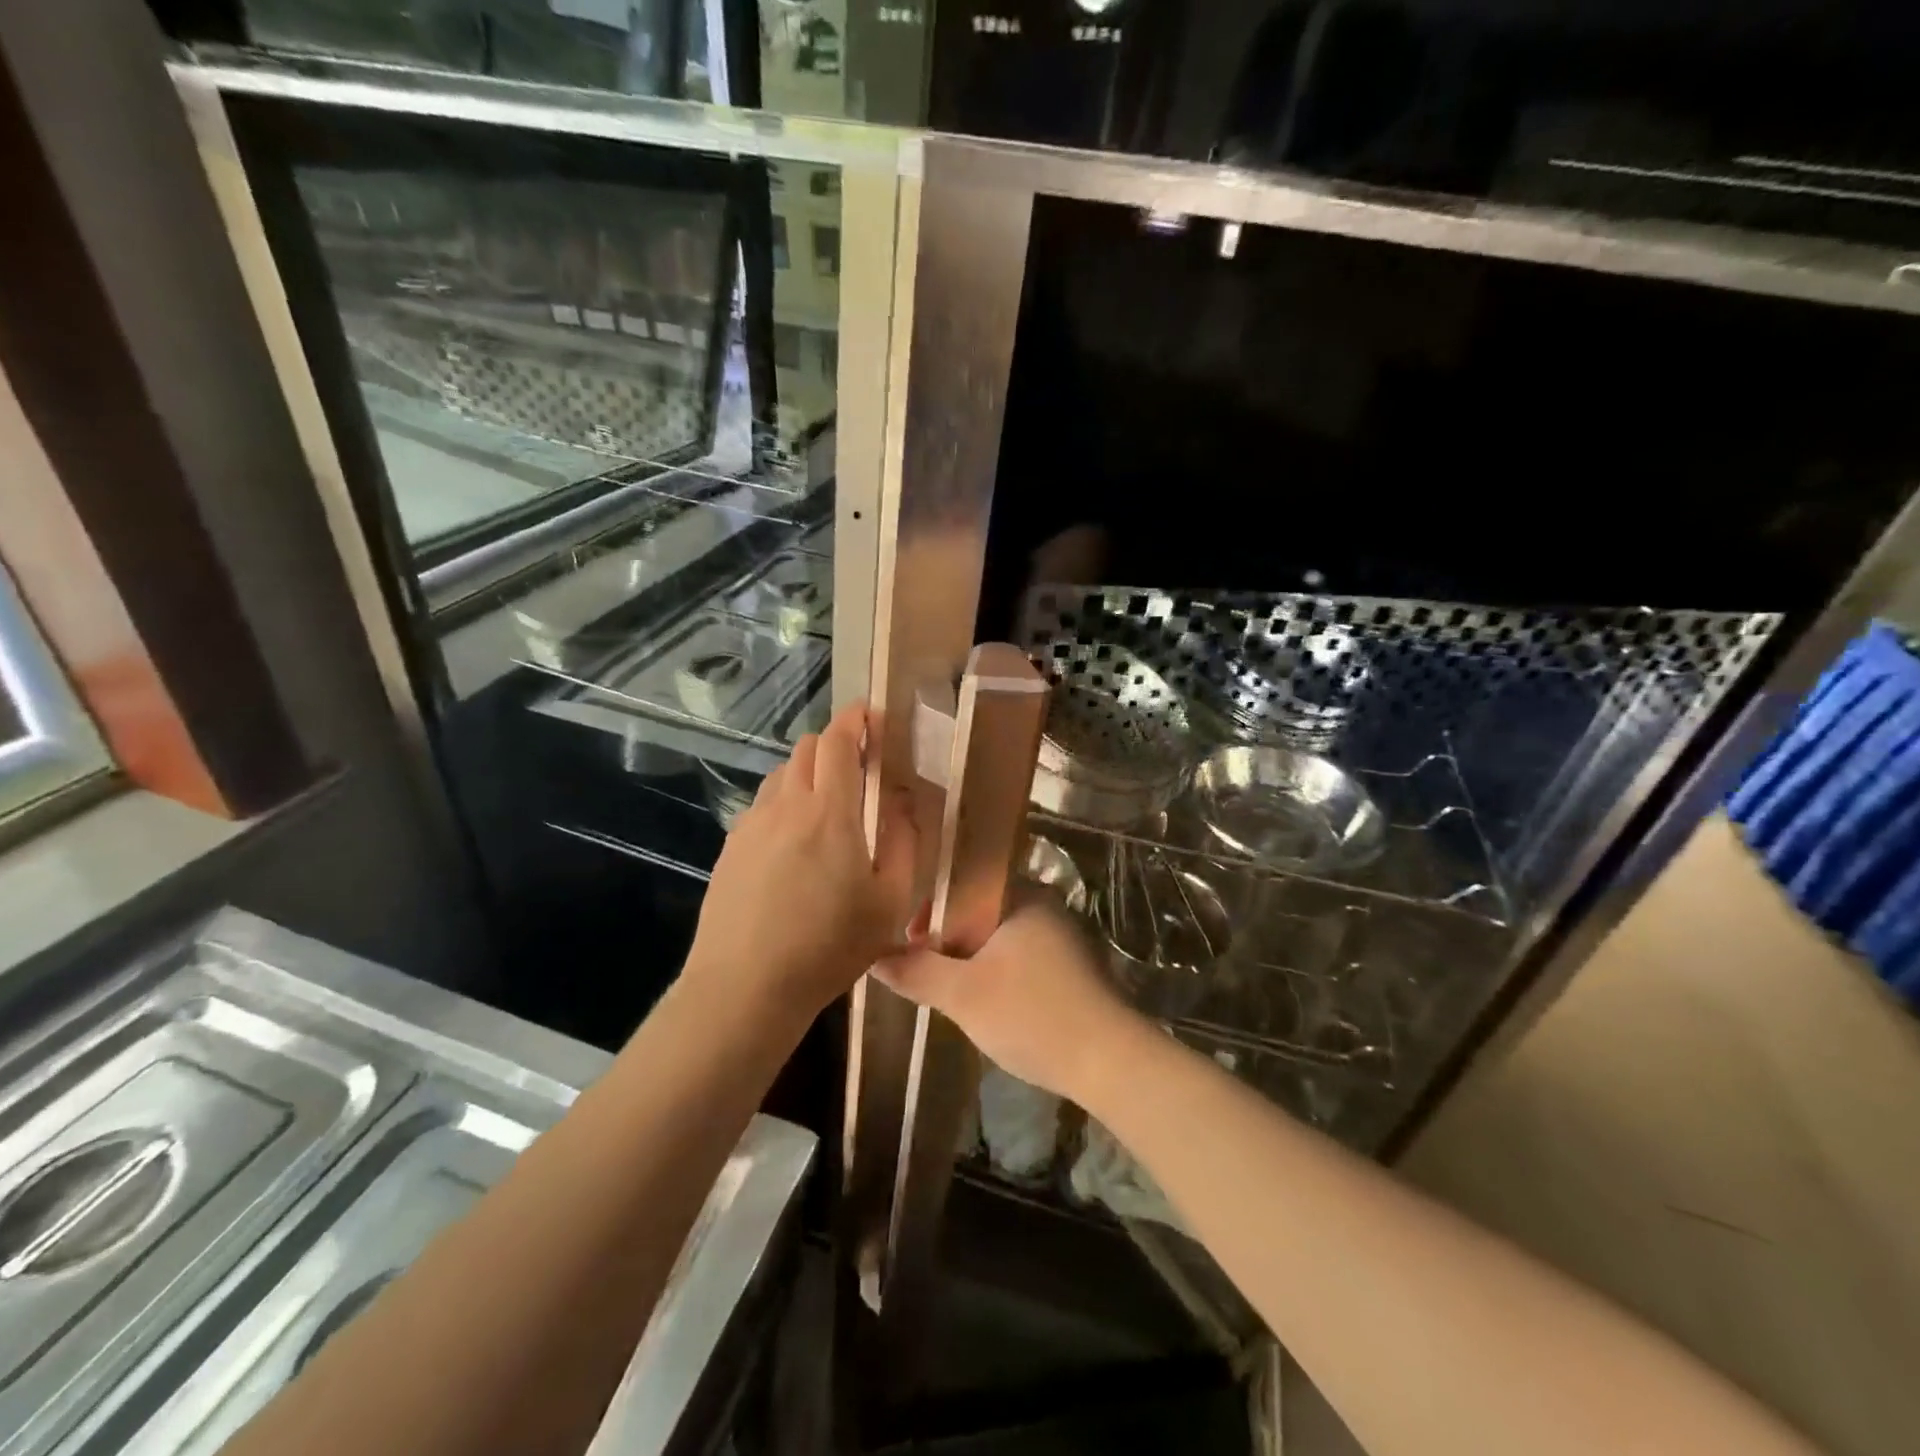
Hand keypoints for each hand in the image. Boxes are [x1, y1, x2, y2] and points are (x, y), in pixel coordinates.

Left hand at [685, 703, 916, 1025]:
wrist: (745, 987)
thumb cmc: (829, 946)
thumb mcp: (890, 902)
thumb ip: (904, 843)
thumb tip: (903, 802)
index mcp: (829, 811)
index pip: (839, 740)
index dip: (857, 718)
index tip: (875, 717)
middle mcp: (786, 805)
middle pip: (807, 748)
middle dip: (836, 743)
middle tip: (861, 766)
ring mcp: (751, 824)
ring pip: (782, 774)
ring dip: (809, 772)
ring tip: (828, 805)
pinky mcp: (731, 848)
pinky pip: (763, 805)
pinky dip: (785, 803)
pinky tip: (794, 842)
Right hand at [876, 896, 1143, 1103]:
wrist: (1110, 1061)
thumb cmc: (1031, 1014)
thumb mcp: (962, 995)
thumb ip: (916, 972)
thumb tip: (875, 957)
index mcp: (1021, 895)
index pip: (963, 883)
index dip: (929, 908)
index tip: (908, 940)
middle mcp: (1044, 905)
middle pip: (979, 910)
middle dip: (947, 937)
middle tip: (923, 969)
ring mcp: (1062, 936)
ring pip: (999, 937)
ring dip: (970, 958)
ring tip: (947, 988)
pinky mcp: (1072, 968)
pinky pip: (1020, 957)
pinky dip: (996, 972)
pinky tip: (985, 1002)